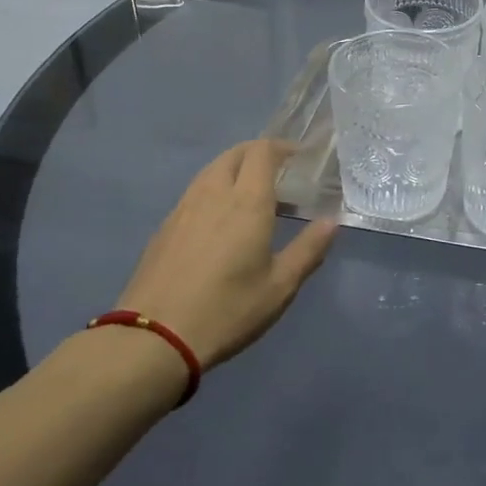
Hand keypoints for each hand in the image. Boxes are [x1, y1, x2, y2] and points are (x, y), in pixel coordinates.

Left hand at [116, 140, 337, 368]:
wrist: (154, 337)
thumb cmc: (227, 310)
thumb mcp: (280, 286)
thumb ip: (308, 249)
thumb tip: (331, 221)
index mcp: (246, 201)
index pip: (262, 152)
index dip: (282, 147)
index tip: (299, 158)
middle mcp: (213, 194)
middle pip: (234, 154)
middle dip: (258, 153)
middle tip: (279, 173)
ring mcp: (184, 208)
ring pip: (211, 171)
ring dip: (234, 169)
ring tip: (252, 195)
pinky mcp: (165, 227)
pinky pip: (195, 192)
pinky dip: (214, 190)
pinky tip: (220, 220)